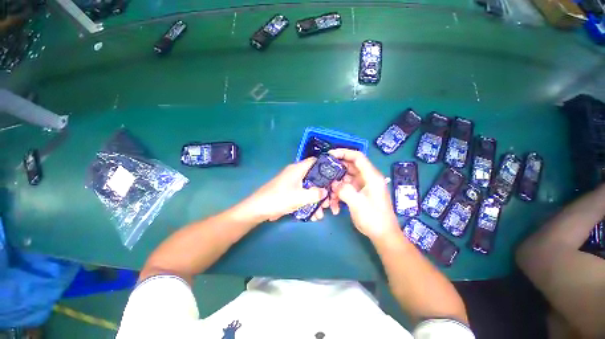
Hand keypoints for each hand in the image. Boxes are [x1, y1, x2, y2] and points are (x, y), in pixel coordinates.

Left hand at [249, 157, 327, 221]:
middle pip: (315, 177)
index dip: (326, 166)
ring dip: (316, 200)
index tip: (336, 176)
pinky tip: (313, 215)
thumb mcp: (300, 197)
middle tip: (329, 201)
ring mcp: (293, 183)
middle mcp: (296, 173)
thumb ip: (315, 194)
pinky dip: (309, 203)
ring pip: (310, 188)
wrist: (259, 209)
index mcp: (298, 169)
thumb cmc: (279, 199)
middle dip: (323, 190)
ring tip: (321, 213)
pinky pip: (303, 195)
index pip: (315, 161)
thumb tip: (325, 192)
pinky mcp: (290, 192)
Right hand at [327, 149, 399, 240]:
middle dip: (337, 170)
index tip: (330, 154)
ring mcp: (363, 186)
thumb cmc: (373, 218)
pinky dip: (339, 194)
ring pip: (346, 178)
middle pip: (350, 167)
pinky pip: (346, 188)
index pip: (358, 157)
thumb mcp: (357, 203)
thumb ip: (344, 190)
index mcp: (371, 176)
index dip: (344, 152)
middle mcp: (367, 178)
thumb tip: (334, 183)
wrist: (382, 235)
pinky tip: (335, 205)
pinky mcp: (359, 193)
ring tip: (329, 195)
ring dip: (336, 186)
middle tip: (324, 173)